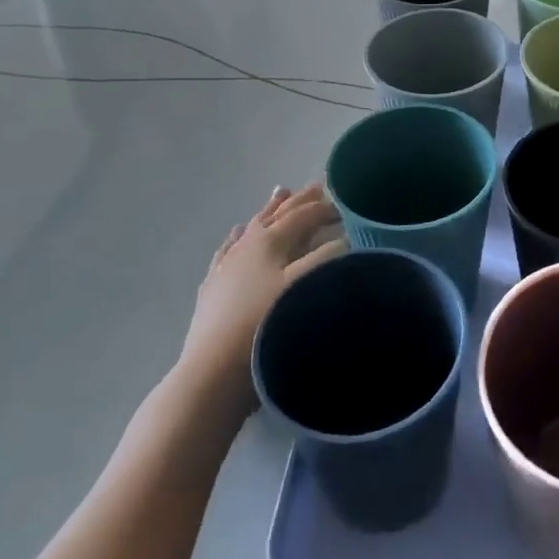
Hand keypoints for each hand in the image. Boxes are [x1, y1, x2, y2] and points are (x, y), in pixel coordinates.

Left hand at [175, 184, 344, 412]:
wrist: (213, 372)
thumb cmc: (265, 326)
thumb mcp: (304, 289)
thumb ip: (327, 259)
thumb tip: (344, 240)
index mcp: (270, 241)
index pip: (302, 215)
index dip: (325, 207)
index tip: (346, 205)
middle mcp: (246, 246)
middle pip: (277, 215)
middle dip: (299, 200)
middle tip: (318, 186)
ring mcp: (225, 266)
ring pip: (251, 227)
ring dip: (269, 211)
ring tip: (280, 193)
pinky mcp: (212, 288)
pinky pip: (227, 250)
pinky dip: (236, 237)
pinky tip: (236, 233)